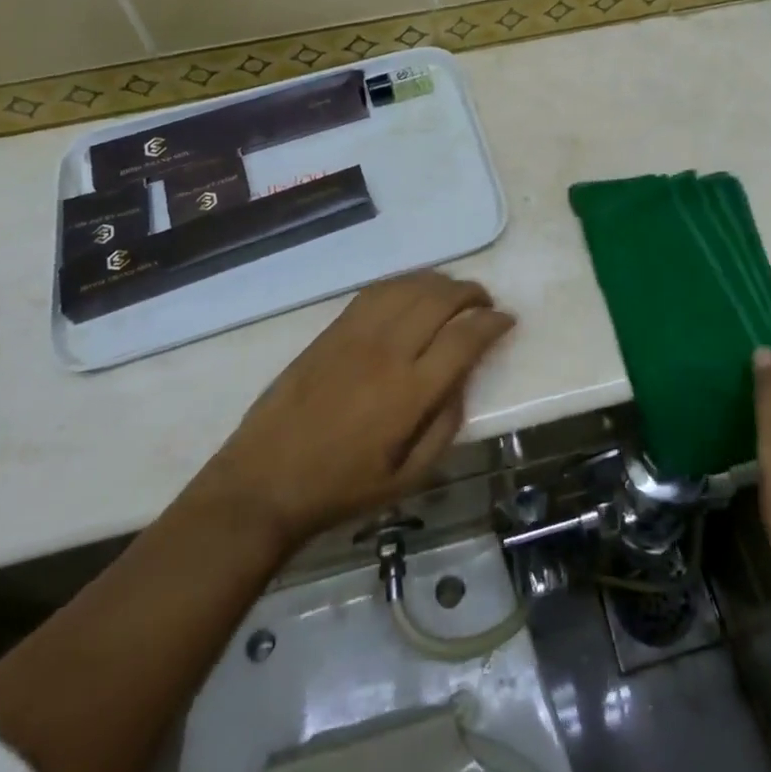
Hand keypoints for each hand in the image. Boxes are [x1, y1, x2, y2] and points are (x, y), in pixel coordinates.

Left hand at [185, 272, 514, 551]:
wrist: (264, 482)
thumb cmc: (341, 489)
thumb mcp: (408, 478)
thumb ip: (445, 425)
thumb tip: (463, 380)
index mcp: (409, 393)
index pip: (465, 337)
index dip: (493, 322)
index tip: (507, 321)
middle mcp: (387, 351)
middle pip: (441, 299)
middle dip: (472, 294)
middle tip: (485, 303)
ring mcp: (357, 334)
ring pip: (410, 286)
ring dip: (441, 282)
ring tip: (454, 294)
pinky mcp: (333, 329)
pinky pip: (377, 290)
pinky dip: (405, 283)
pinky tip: (414, 292)